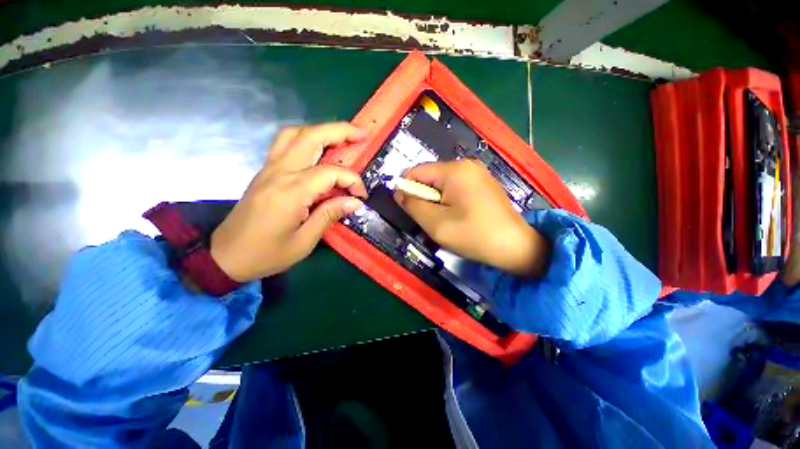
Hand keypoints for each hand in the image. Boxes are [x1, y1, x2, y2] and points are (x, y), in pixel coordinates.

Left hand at [210, 123, 367, 281]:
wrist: (225, 256)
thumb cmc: (266, 254)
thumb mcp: (304, 241)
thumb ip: (330, 215)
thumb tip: (355, 201)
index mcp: (291, 192)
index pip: (330, 173)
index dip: (352, 181)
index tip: (361, 196)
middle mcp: (280, 172)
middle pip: (311, 137)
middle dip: (340, 131)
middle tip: (362, 134)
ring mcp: (269, 168)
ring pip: (295, 134)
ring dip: (321, 130)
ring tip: (341, 137)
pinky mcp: (265, 172)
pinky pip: (285, 143)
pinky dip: (305, 138)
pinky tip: (318, 148)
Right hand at [394, 160, 549, 276]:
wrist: (515, 247)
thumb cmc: (473, 235)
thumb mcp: (435, 223)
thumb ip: (413, 205)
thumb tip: (399, 192)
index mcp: (454, 170)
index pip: (416, 172)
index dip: (407, 190)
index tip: (410, 211)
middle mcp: (467, 165)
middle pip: (430, 177)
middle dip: (424, 198)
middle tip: (431, 221)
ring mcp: (477, 173)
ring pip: (442, 184)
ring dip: (436, 202)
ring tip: (445, 221)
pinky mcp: (483, 184)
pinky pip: (456, 188)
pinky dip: (449, 202)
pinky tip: (458, 217)